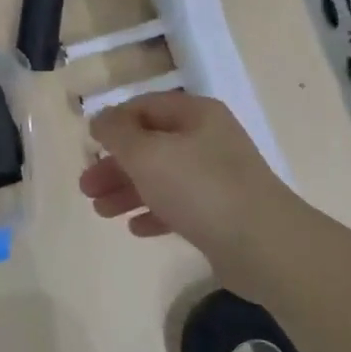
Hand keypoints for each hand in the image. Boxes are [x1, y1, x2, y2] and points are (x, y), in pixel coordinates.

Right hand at [80, 92, 304, 295]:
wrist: (263, 245)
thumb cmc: (199, 188)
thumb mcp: (147, 153)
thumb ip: (117, 133)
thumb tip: (101, 119)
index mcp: (196, 115)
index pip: (145, 106)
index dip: (114, 122)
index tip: (89, 145)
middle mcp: (208, 139)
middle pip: (151, 144)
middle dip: (115, 165)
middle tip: (86, 188)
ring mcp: (218, 177)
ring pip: (162, 177)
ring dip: (128, 191)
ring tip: (101, 212)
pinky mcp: (221, 213)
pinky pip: (179, 206)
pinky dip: (155, 212)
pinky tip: (136, 228)